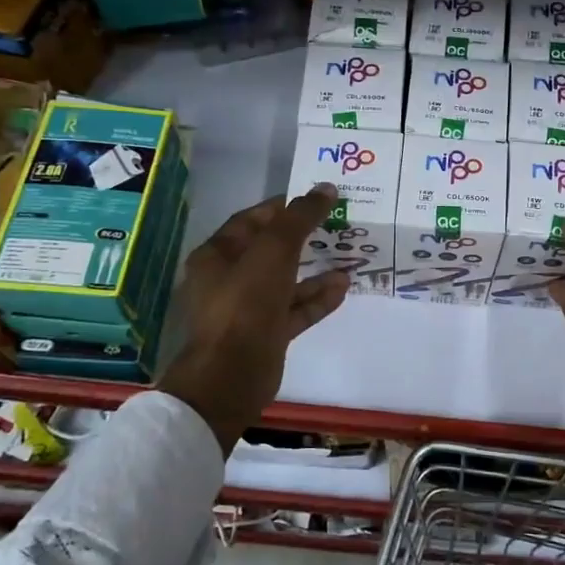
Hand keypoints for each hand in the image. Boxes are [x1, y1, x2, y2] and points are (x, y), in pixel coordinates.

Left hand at [157, 185, 349, 451]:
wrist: (231, 376)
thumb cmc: (245, 304)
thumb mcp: (274, 252)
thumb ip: (299, 218)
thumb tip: (324, 189)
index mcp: (217, 256)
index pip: (250, 221)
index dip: (281, 208)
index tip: (314, 199)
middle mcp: (229, 280)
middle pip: (270, 251)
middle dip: (303, 238)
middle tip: (336, 225)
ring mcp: (248, 310)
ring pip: (285, 282)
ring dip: (315, 270)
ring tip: (348, 257)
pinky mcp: (266, 335)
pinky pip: (295, 310)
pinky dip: (317, 299)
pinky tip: (344, 287)